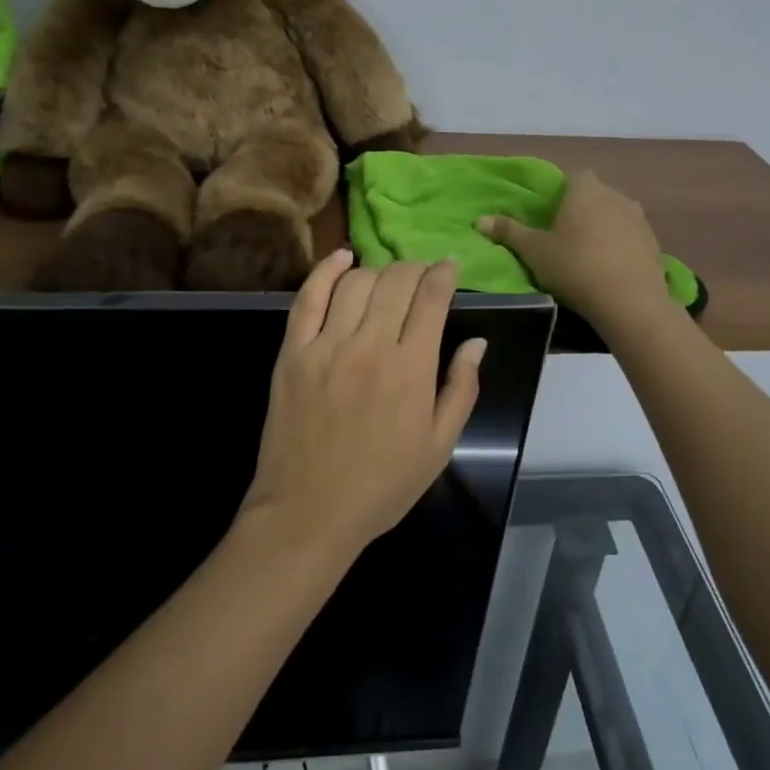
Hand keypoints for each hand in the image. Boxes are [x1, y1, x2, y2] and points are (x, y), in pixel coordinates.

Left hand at [243, 251, 484, 557]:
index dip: (443, 274)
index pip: (431, 298)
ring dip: (378, 271)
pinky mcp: (293, 351)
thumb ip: (461, 389)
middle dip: (414, 268)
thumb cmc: (382, 485)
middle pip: (396, 282)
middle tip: (421, 274)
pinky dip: (326, 270)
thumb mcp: (439, 446)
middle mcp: (370, 345)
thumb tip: (476, 342)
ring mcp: (327, 345)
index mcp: (411, 368)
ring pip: (356, 282)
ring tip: (387, 279)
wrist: (309, 511)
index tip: (449, 267)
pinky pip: (309, 297)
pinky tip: (342, 258)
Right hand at [478, 170, 669, 330]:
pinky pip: (631, 237)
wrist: (630, 302)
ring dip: (603, 228)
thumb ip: (508, 232)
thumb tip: (479, 220)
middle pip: (595, 195)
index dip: (561, 193)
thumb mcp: (534, 251)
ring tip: (587, 256)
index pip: (573, 177)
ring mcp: (639, 219)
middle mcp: (615, 195)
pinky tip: (610, 270)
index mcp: (585, 190)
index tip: (550, 216)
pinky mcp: (654, 243)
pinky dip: (620, 247)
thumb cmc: (575, 266)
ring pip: (615, 215)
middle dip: (582, 210)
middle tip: (564, 237)